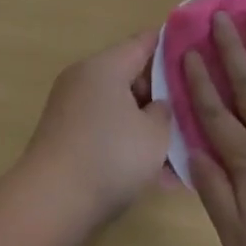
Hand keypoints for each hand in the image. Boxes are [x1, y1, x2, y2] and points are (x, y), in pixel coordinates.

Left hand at [20, 31, 172, 228]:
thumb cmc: (110, 157)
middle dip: (162, 95)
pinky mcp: (64, 137)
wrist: (50, 203)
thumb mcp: (155, 134)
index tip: (196, 51)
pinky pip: (105, 130)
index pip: (144, 42)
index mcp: (105, 66)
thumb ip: (164, 112)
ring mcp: (70, 108)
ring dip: (146, 127)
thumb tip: (155, 106)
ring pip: (120, 109)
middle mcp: (84, 79)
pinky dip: (127, 144)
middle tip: (191, 114)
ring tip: (177, 156)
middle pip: (131, 76)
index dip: (171, 45)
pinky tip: (153, 175)